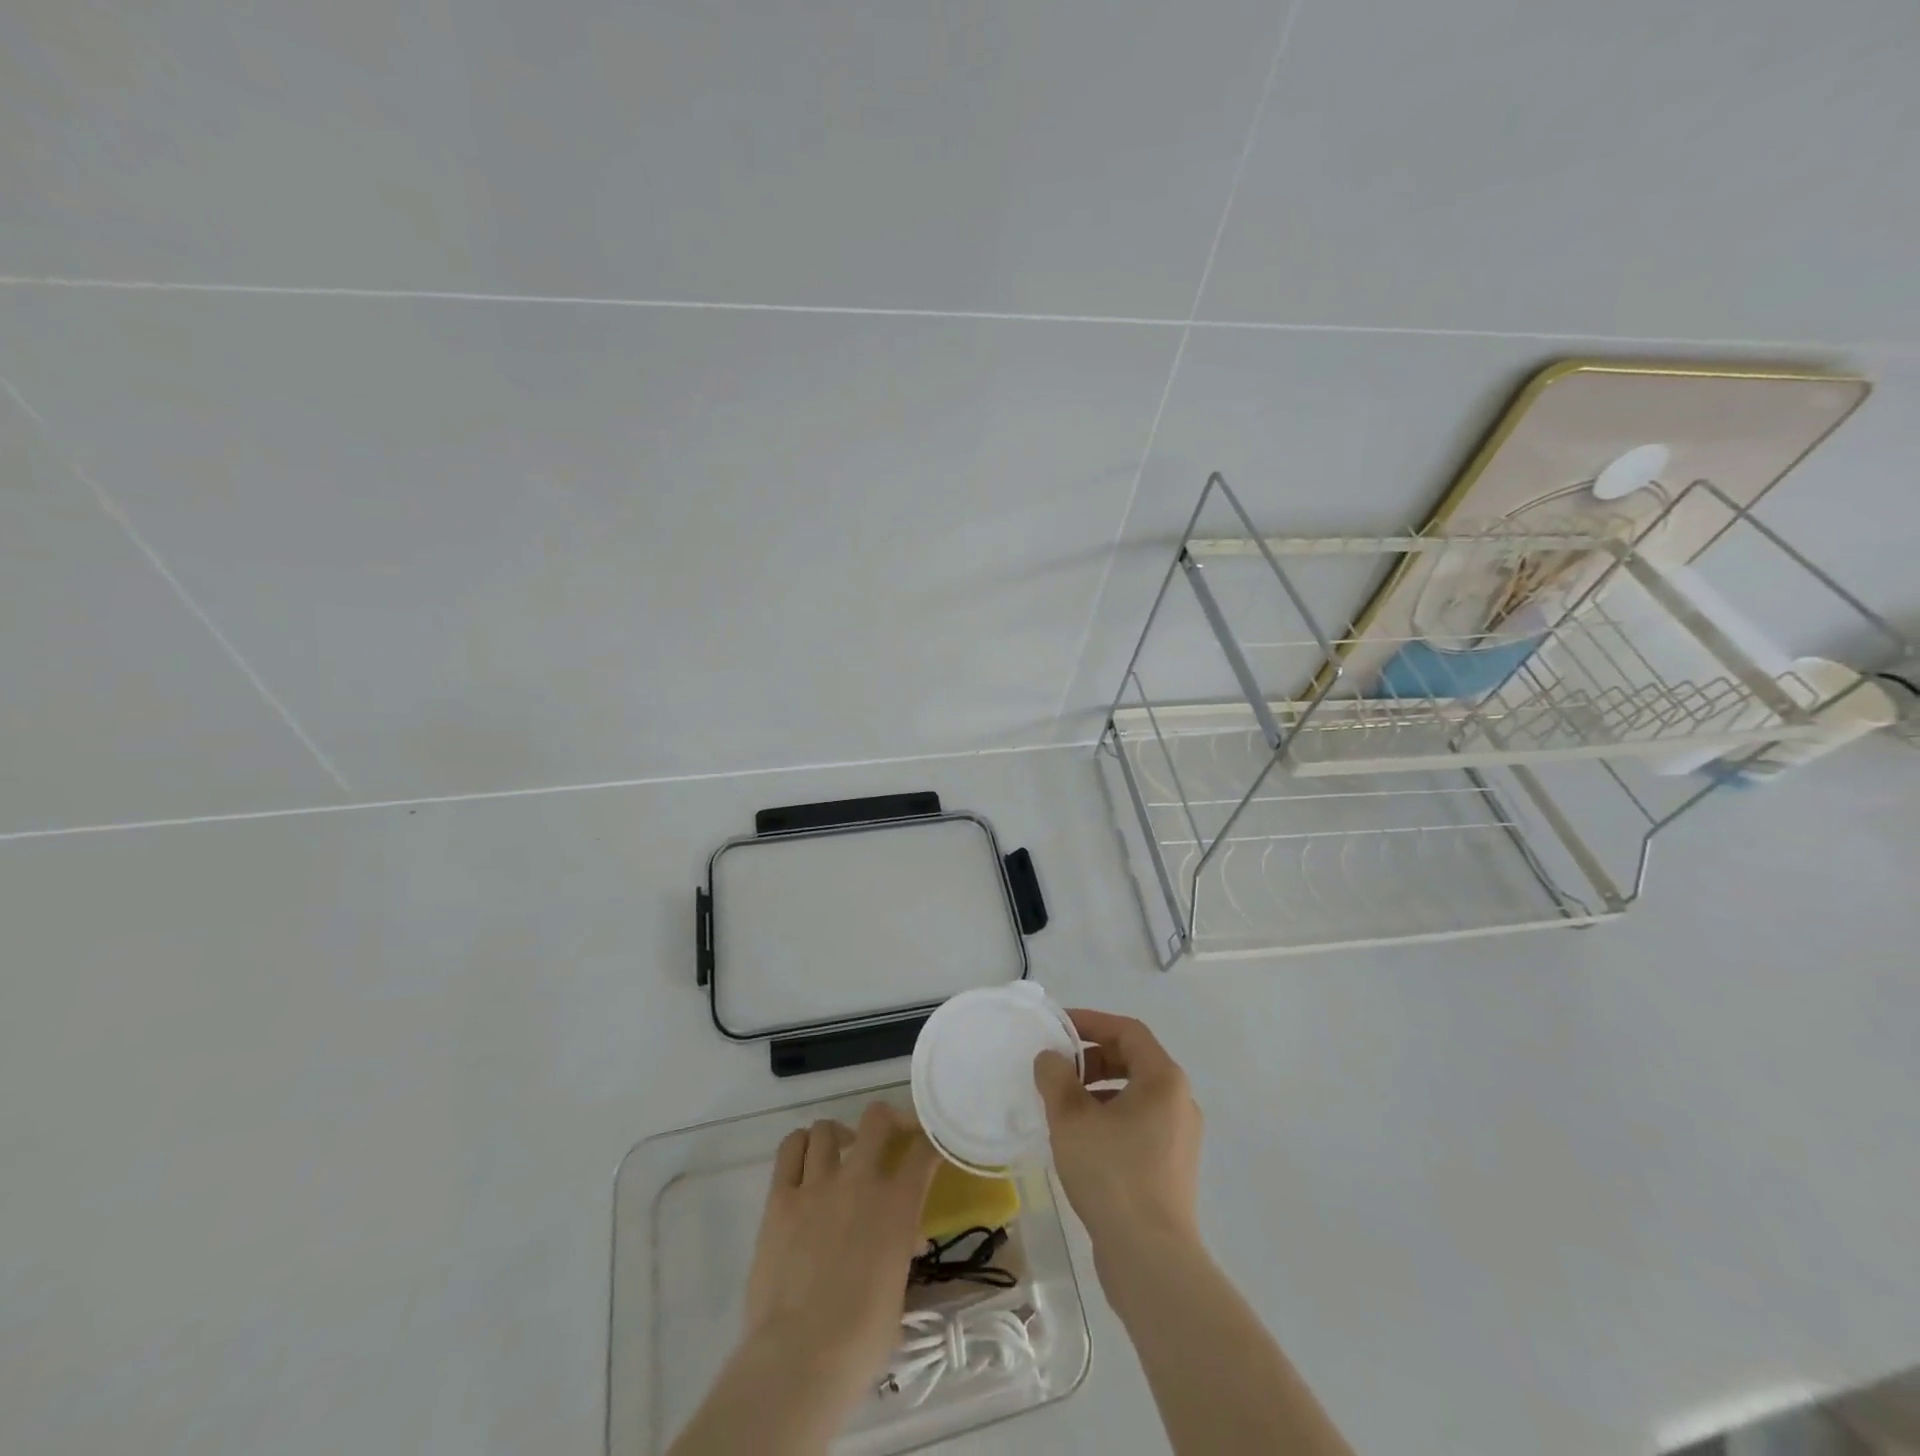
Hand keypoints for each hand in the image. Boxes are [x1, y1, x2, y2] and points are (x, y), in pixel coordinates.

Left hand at [742, 1102, 940, 1404]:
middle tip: (887, 1138)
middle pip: (877, 1118)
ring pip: (826, 1128)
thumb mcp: (898, 1293)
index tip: (929, 1144)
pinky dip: (801, 1146)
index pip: (923, 1151)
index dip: (930, 1141)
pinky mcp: (780, 1198)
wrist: (800, 1358)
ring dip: (838, 1136)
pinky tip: (806, 1162)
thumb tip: (905, 1241)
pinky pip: (789, 1149)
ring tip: (839, 1155)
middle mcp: (860, 1180)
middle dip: (887, 1121)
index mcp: (897, 1205)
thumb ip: (901, 1253)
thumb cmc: (860, 1341)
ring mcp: (816, 1185)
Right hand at [1033, 1008, 1202, 1256]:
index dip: (1091, 1022)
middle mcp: (1179, 1101)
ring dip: (1097, 1089)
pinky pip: (1138, 1123)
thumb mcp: (1071, 1118)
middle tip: (1058, 1068)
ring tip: (1062, 1105)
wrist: (1150, 1258)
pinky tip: (1080, 1140)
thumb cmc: (1112, 1174)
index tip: (1058, 1028)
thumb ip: (1056, 1077)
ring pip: (1134, 1094)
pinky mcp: (1172, 1167)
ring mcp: (1180, 1137)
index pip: (1127, 1031)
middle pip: (1133, 1060)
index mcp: (1164, 1079)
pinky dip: (1109, 1117)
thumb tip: (1050, 1058)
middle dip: (1092, 1058)